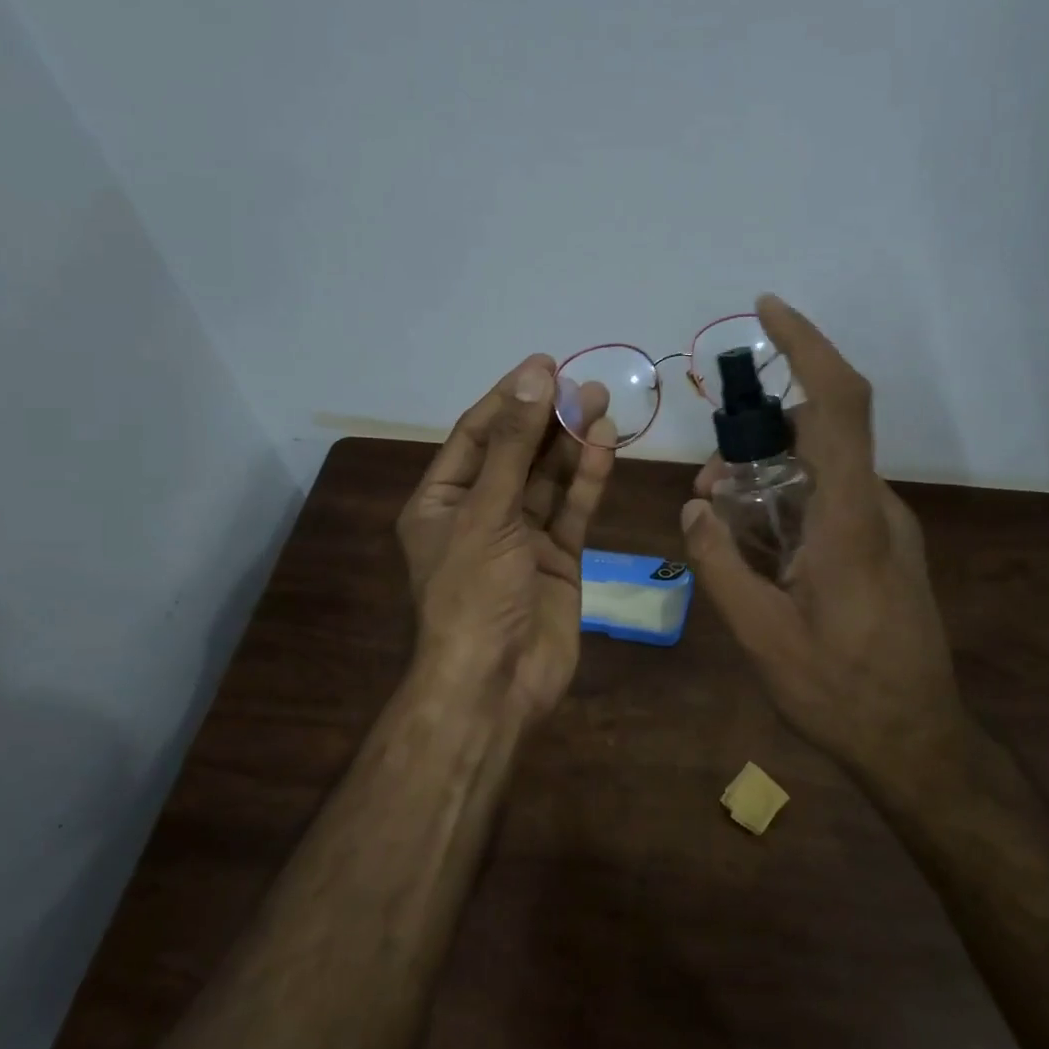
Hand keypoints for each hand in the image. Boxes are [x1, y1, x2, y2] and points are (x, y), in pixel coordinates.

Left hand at [397, 355, 615, 727]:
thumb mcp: (486, 513)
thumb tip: (533, 379)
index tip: (544, 366)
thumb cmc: (473, 593)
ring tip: (601, 405)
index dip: (509, 399)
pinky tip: (605, 447)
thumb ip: (513, 447)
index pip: (476, 435)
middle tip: (584, 385)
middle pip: (517, 454)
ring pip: (549, 481)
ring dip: (572, 445)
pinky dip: (588, 481)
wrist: (496, 682)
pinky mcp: (558, 560)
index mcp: (442, 502)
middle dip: (547, 419)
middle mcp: (480, 514)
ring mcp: (521, 538)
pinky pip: (572, 511)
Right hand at [680, 296, 967, 798]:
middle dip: (760, 434)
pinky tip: (762, 549)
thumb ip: (721, 564)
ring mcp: (888, 529)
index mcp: (849, 522)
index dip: (808, 346)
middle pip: (822, 433)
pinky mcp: (887, 548)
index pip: (838, 406)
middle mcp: (877, 510)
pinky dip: (791, 502)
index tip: (768, 311)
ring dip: (771, 475)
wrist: (917, 742)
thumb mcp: (761, 636)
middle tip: (709, 481)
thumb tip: (694, 507)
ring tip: (725, 520)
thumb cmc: (839, 691)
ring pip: (824, 470)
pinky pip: (834, 501)